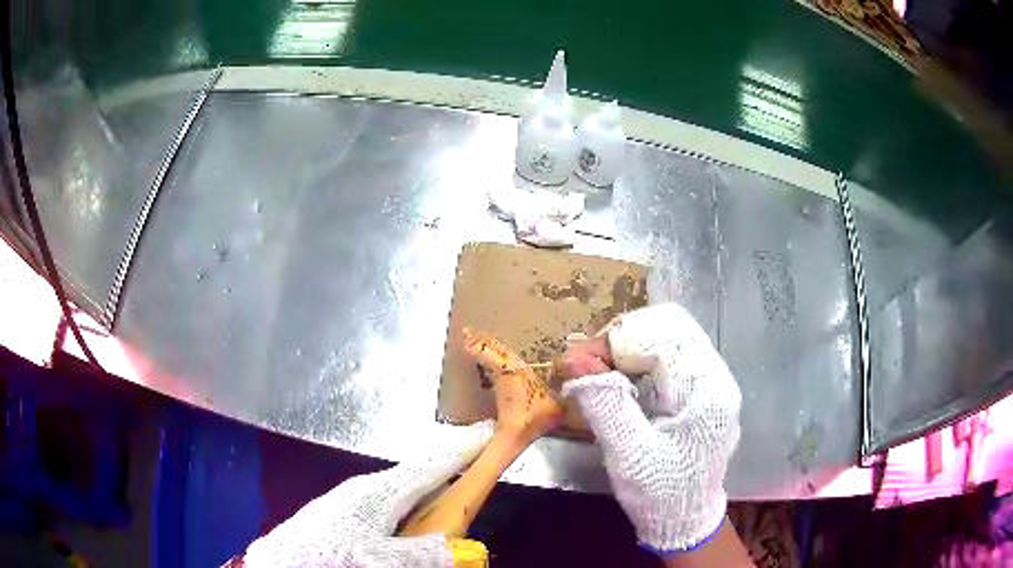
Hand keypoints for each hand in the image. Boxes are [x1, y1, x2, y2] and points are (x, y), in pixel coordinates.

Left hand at [240, 422, 493, 567]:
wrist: (280, 561)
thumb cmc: (330, 555)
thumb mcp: (379, 559)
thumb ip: (423, 553)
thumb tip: (468, 549)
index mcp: (380, 491)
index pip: (431, 465)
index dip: (462, 448)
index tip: (488, 430)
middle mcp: (367, 487)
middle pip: (417, 472)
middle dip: (446, 465)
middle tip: (474, 459)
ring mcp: (352, 498)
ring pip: (401, 487)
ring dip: (427, 486)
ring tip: (446, 490)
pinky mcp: (343, 511)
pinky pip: (387, 500)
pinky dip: (408, 502)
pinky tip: (406, 518)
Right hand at [561, 303, 741, 552]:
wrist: (685, 519)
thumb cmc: (660, 494)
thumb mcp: (628, 455)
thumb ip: (605, 404)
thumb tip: (575, 359)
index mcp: (706, 393)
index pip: (662, 339)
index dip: (617, 342)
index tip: (579, 362)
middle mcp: (716, 377)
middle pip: (671, 325)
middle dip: (624, 336)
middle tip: (588, 362)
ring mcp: (712, 379)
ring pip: (670, 333)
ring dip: (630, 343)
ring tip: (599, 368)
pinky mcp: (702, 387)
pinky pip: (671, 352)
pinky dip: (640, 355)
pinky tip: (620, 376)